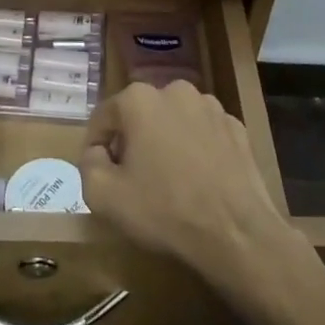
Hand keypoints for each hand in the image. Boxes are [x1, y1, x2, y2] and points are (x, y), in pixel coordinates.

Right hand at [78, 82, 299, 299]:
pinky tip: (199, 181)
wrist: (237, 234)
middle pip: (140, 115)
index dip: (96, 146)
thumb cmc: (164, 210)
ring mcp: (211, 107)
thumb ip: (87, 164)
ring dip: (165, 142)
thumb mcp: (103, 196)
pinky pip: (203, 134)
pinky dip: (196, 150)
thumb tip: (97, 153)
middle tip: (133, 179)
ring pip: (173, 122)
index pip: (104, 117)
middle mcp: (176, 90)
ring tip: (169, 181)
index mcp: (140, 99)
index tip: (101, 173)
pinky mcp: (237, 127)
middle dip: (132, 141)